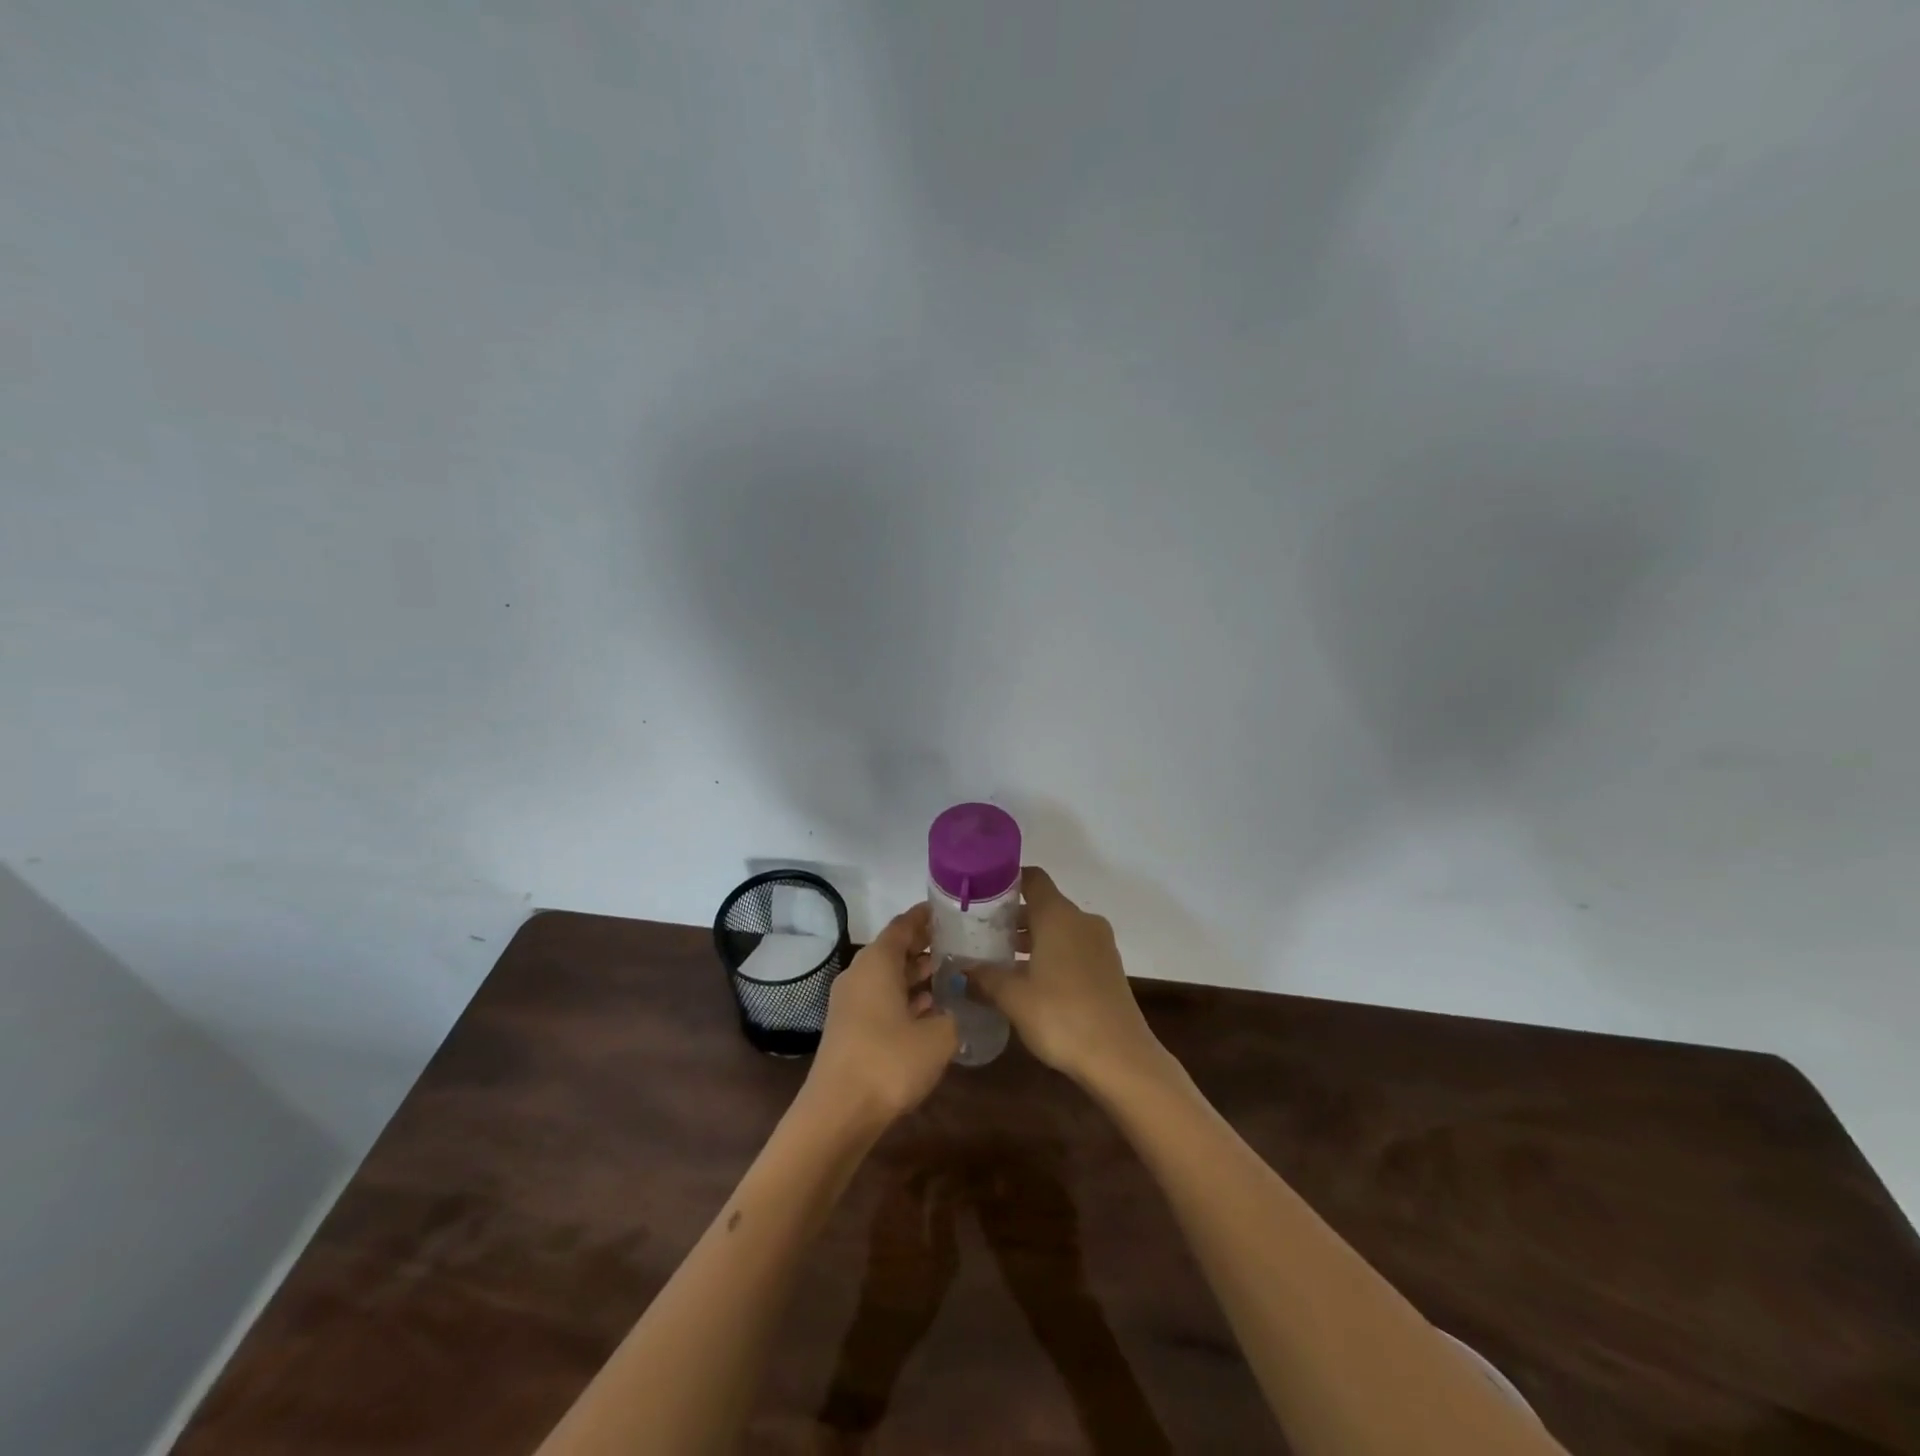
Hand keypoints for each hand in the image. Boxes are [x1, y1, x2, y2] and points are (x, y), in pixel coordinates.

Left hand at [808, 905, 957, 1125]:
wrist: (839, 1112)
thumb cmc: (890, 1061)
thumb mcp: (938, 1037)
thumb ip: (952, 1015)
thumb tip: (953, 1008)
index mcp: (878, 962)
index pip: (903, 925)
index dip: (926, 916)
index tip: (949, 910)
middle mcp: (860, 973)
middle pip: (894, 949)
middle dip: (924, 945)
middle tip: (958, 943)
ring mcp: (851, 1001)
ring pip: (887, 976)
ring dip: (915, 974)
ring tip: (950, 973)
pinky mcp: (850, 1027)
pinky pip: (881, 999)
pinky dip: (904, 998)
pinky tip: (929, 1009)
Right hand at [970, 867, 1167, 1091]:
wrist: (1121, 1058)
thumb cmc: (1062, 1017)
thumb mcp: (1014, 998)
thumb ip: (984, 977)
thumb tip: (960, 969)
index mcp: (1058, 916)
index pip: (1033, 879)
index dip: (1007, 881)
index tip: (981, 894)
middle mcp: (1082, 920)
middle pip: (1044, 904)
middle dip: (1013, 916)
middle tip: (981, 933)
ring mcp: (1100, 944)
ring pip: (1059, 928)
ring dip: (1032, 938)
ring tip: (1000, 959)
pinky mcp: (1109, 967)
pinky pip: (1074, 947)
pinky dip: (1052, 953)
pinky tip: (1031, 980)